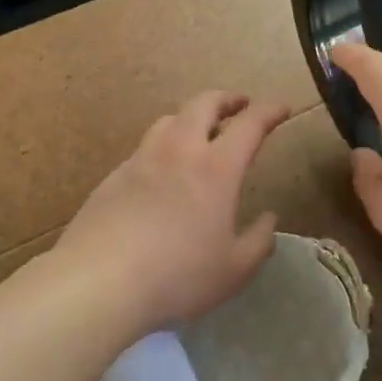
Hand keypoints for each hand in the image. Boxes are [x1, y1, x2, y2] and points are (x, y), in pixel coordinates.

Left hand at [56, 90, 290, 336]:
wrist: (99, 282)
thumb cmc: (178, 276)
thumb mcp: (234, 270)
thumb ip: (259, 242)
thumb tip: (269, 220)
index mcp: (216, 169)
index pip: (250, 124)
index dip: (270, 111)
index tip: (282, 108)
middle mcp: (179, 152)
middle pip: (203, 104)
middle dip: (226, 99)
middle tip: (239, 105)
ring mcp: (141, 161)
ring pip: (168, 120)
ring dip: (191, 118)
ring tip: (199, 133)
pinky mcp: (112, 177)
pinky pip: (144, 149)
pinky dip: (162, 147)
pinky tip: (161, 172)